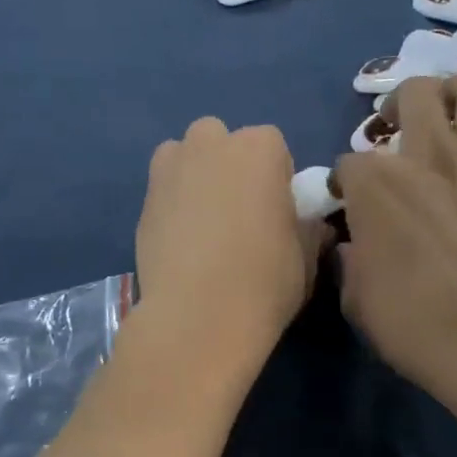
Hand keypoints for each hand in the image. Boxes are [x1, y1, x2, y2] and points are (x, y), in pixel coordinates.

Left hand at [134, 118, 318, 369]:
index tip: (276, 210)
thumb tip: (314, 228)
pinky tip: (179, 241)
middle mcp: (211, 144)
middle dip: (229, 165)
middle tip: (237, 212)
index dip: (275, 178)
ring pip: (184, 156)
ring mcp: (170, 168)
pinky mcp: (142, 200)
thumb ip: (309, 231)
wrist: (198, 316)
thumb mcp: (306, 257)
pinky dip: (171, 204)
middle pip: (221, 140)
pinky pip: (162, 189)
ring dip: (195, 175)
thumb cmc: (265, 281)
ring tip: (203, 221)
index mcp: (260, 148)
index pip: (273, 146)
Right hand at [334, 73, 456, 418]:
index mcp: (375, 185)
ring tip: (451, 113)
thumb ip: (352, 263)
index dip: (344, 183)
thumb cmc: (415, 326)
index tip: (346, 204)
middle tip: (395, 127)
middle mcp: (428, 158)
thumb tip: (355, 247)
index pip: (348, 164)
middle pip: (413, 93)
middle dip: (398, 103)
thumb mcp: (357, 300)